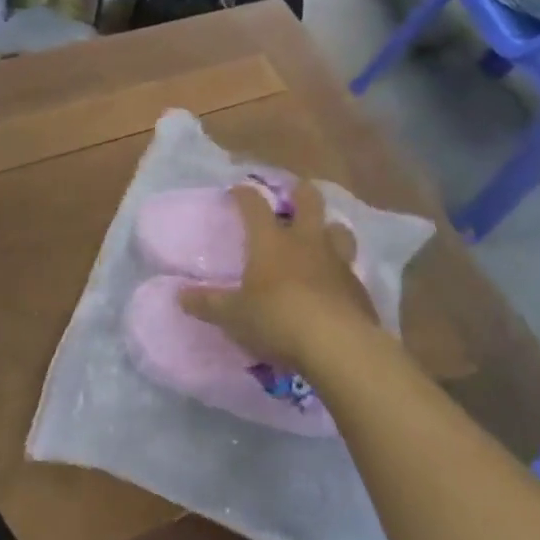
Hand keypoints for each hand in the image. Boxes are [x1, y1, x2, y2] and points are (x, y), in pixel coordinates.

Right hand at [180, 180, 377, 375]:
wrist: (339, 347)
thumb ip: (209, 304)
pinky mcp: (359, 289)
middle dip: (300, 193)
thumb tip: (179, 295)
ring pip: (338, 230)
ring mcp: (337, 262)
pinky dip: (342, 274)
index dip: (244, 194)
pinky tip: (336, 288)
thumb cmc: (278, 320)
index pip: (254, 204)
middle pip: (309, 200)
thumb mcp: (234, 316)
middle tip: (293, 196)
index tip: (237, 191)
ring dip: (329, 230)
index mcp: (271, 241)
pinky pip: (351, 271)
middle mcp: (306, 242)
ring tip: (321, 239)